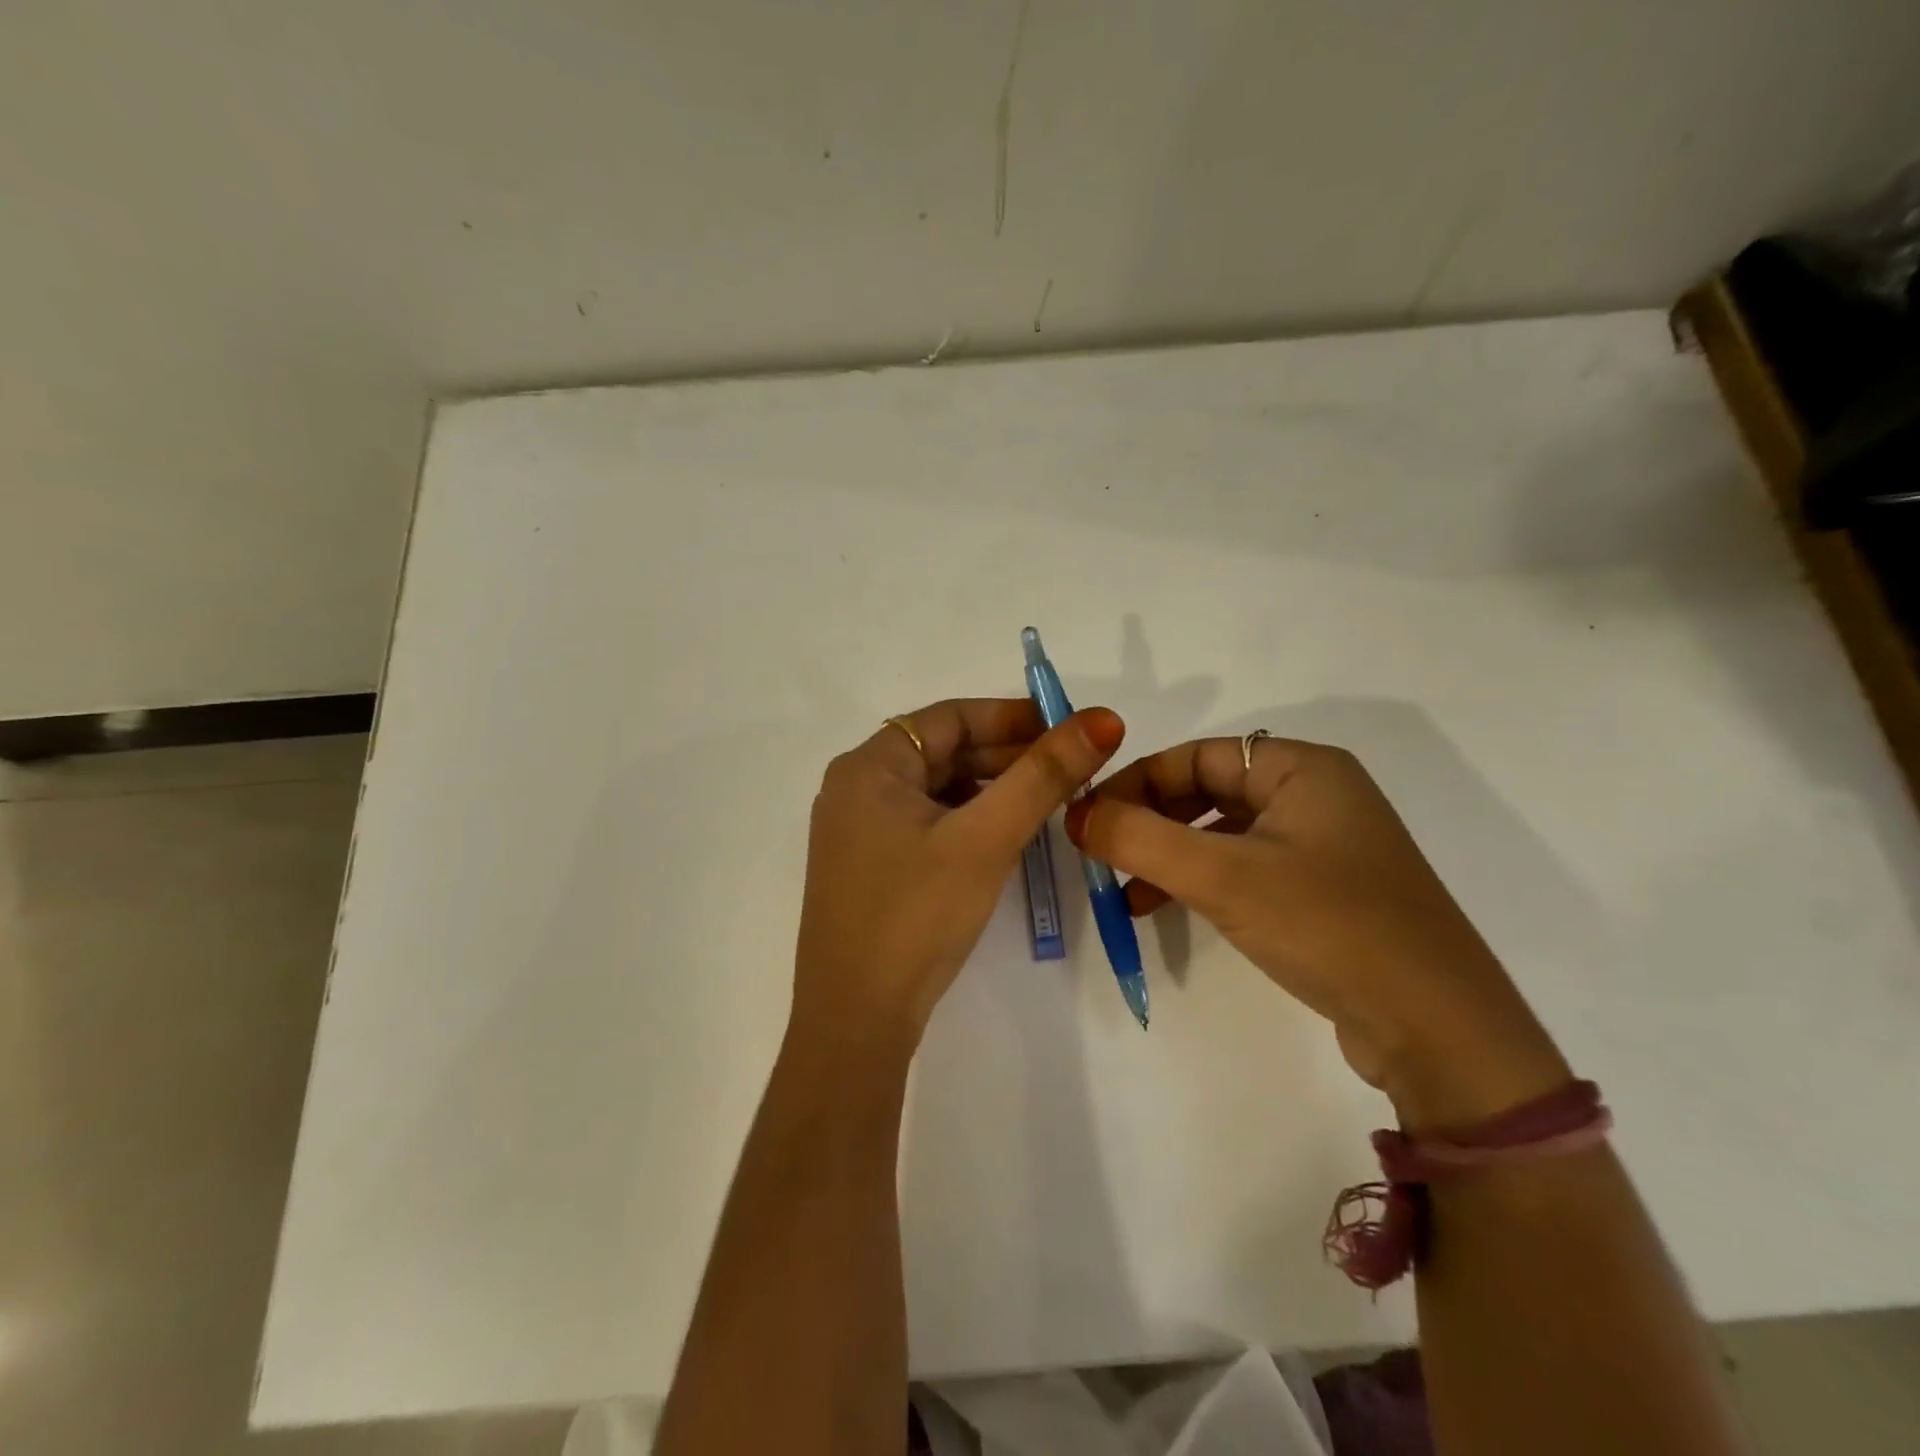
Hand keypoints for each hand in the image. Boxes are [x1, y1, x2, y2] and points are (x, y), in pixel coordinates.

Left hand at [792, 698, 1124, 1062]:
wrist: (856, 1019)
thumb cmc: (917, 914)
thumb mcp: (985, 838)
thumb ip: (1044, 775)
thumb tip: (1103, 719)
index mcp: (869, 765)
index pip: (950, 717)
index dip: (1012, 717)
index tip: (1068, 731)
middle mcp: (857, 788)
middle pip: (944, 752)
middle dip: (1008, 756)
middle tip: (1070, 770)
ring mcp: (860, 831)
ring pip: (938, 790)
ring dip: (992, 790)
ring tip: (1050, 801)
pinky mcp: (871, 867)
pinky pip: (928, 824)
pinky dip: (969, 821)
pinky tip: (1007, 836)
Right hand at [1066, 735, 1569, 1127]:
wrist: (1438, 1030)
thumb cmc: (1329, 925)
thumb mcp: (1222, 876)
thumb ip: (1139, 838)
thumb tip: (1075, 814)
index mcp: (1302, 768)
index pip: (1198, 754)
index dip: (1138, 780)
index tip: (1091, 817)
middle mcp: (1315, 795)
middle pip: (1208, 791)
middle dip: (1151, 821)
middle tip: (1103, 855)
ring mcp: (1322, 847)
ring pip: (1222, 833)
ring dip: (1169, 856)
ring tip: (1125, 893)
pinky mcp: (1323, 893)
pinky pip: (1244, 869)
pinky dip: (1200, 882)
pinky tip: (1167, 911)